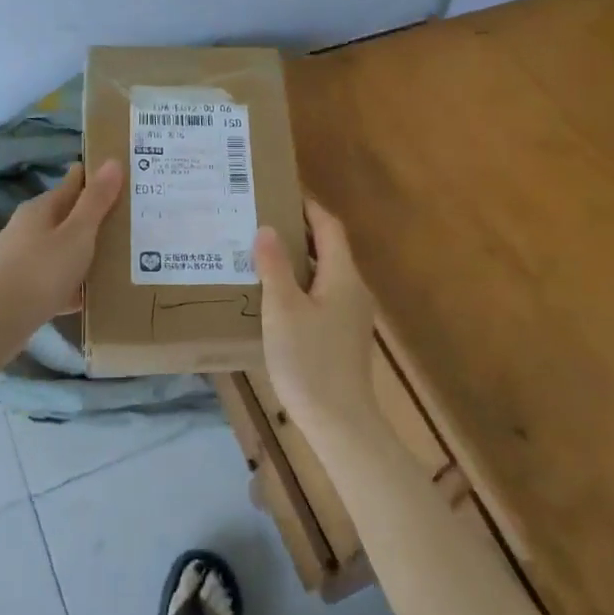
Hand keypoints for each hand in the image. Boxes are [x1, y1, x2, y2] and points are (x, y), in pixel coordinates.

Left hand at [0, 161, 122, 336]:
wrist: (0, 321)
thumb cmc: (43, 271)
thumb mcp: (78, 234)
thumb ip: (96, 200)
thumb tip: (112, 161)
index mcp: (39, 208)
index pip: (72, 183)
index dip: (94, 179)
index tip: (120, 180)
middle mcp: (25, 226)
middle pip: (64, 216)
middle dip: (90, 217)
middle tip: (124, 222)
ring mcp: (18, 256)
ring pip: (58, 246)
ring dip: (80, 250)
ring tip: (111, 258)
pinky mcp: (17, 284)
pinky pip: (51, 275)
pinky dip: (69, 279)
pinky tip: (85, 293)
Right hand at [254, 198, 376, 437]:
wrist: (340, 421)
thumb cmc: (309, 360)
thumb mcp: (282, 309)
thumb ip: (274, 266)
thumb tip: (268, 229)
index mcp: (342, 276)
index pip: (329, 226)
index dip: (308, 207)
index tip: (281, 193)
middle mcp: (353, 290)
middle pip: (328, 249)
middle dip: (298, 232)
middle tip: (261, 223)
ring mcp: (351, 315)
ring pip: (324, 274)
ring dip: (297, 261)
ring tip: (261, 256)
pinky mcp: (343, 336)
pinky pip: (322, 296)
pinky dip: (300, 285)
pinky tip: (274, 298)